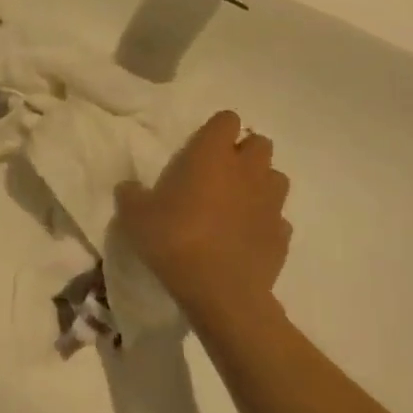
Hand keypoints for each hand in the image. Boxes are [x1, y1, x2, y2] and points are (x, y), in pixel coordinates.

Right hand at [116, 111, 291, 322]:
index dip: (216, 130)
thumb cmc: (175, 240)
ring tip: (236, 203)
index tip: (201, 146)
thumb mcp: (135, 216)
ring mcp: (271, 203)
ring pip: (275, 178)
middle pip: (260, 143)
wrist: (220, 292)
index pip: (227, 120)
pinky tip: (245, 236)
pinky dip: (265, 221)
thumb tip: (130, 189)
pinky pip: (278, 218)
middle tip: (219, 173)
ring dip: (259, 184)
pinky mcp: (282, 236)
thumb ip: (132, 195)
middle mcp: (247, 171)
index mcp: (212, 155)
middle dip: (244, 153)